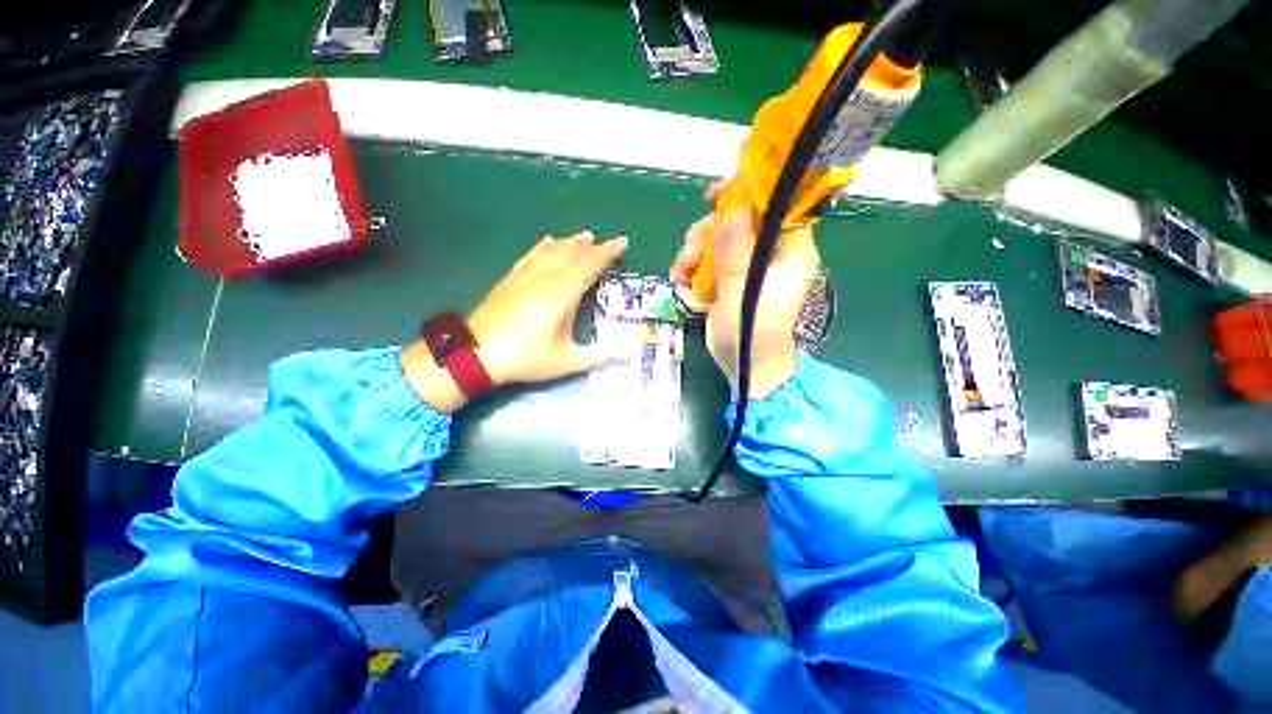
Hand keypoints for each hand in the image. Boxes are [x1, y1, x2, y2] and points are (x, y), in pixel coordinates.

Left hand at [402, 232, 627, 412]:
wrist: (477, 354)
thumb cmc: (527, 357)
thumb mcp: (567, 361)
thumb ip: (599, 356)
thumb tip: (627, 356)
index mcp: (563, 293)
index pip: (590, 264)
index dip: (608, 252)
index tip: (622, 242)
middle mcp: (546, 277)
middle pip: (572, 253)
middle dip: (592, 246)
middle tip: (606, 244)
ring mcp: (526, 275)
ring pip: (552, 250)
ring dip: (570, 242)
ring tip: (584, 236)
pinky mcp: (510, 279)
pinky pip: (531, 254)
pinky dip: (544, 246)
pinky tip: (548, 241)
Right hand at [670, 182, 818, 399]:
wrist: (745, 368)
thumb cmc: (751, 337)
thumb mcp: (740, 297)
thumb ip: (736, 255)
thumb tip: (732, 210)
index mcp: (789, 251)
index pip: (775, 205)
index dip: (746, 193)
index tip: (713, 197)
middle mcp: (772, 252)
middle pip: (739, 220)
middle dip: (707, 233)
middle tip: (689, 255)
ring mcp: (750, 265)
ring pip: (719, 238)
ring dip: (694, 252)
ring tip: (680, 276)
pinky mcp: (732, 277)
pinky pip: (710, 258)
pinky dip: (692, 267)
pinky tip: (681, 282)